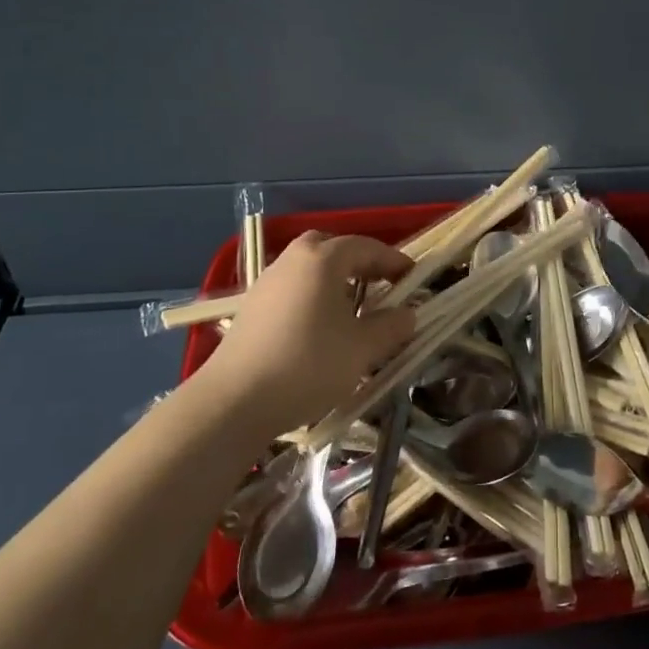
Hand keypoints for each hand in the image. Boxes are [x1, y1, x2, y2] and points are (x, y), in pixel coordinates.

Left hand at [197, 232, 416, 437]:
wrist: (234, 401)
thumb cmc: (308, 364)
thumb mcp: (362, 348)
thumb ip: (391, 326)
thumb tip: (408, 314)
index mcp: (323, 259)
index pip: (367, 247)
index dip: (394, 261)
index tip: (414, 279)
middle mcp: (293, 260)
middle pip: (333, 249)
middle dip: (360, 263)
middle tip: (381, 286)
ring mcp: (268, 282)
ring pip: (310, 269)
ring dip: (336, 281)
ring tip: (354, 310)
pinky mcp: (252, 308)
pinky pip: (293, 289)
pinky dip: (314, 297)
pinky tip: (321, 329)